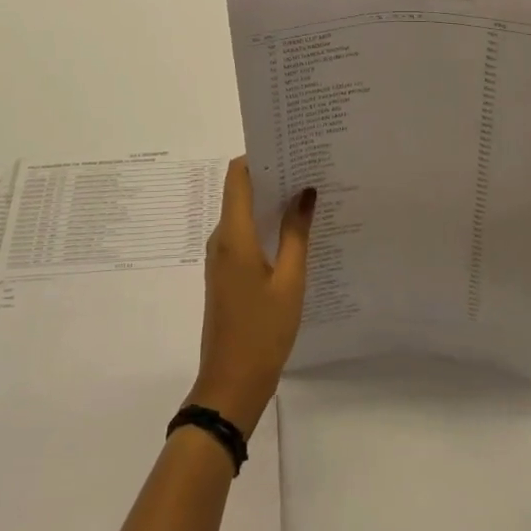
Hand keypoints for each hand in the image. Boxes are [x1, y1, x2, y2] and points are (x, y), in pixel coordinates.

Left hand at [187, 158, 313, 436]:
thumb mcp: (290, 282)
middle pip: (241, 191)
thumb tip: (305, 192)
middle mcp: (221, 239)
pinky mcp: (227, 273)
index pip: (237, 175)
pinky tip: (295, 230)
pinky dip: (266, 224)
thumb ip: (297, 234)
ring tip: (308, 193)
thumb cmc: (262, 332)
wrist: (230, 384)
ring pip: (244, 213)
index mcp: (233, 235)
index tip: (289, 146)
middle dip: (271, 175)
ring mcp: (221, 257)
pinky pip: (245, 234)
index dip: (258, 155)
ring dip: (271, 201)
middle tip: (309, 166)